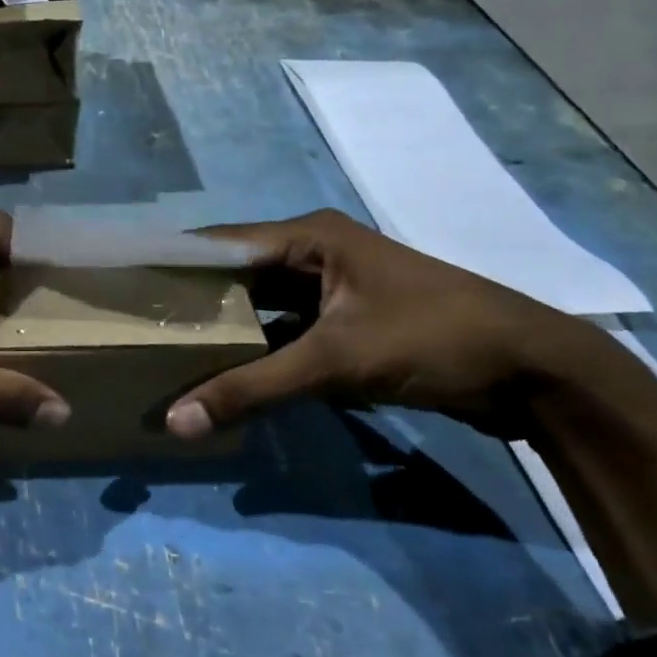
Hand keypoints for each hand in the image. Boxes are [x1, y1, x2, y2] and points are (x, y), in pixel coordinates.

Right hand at [165, 208, 617, 439]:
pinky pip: (286, 331)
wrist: (532, 370)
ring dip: (225, 329)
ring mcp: (333, 289)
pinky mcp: (348, 323)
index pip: (220, 242)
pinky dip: (258, 351)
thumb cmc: (430, 338)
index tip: (123, 288)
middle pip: (237, 273)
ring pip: (261, 305)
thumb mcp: (334, 360)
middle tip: (137, 327)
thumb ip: (252, 388)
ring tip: (167, 351)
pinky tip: (225, 374)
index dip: (172, 263)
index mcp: (309, 235)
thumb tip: (175, 421)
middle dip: (193, 300)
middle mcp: (315, 252)